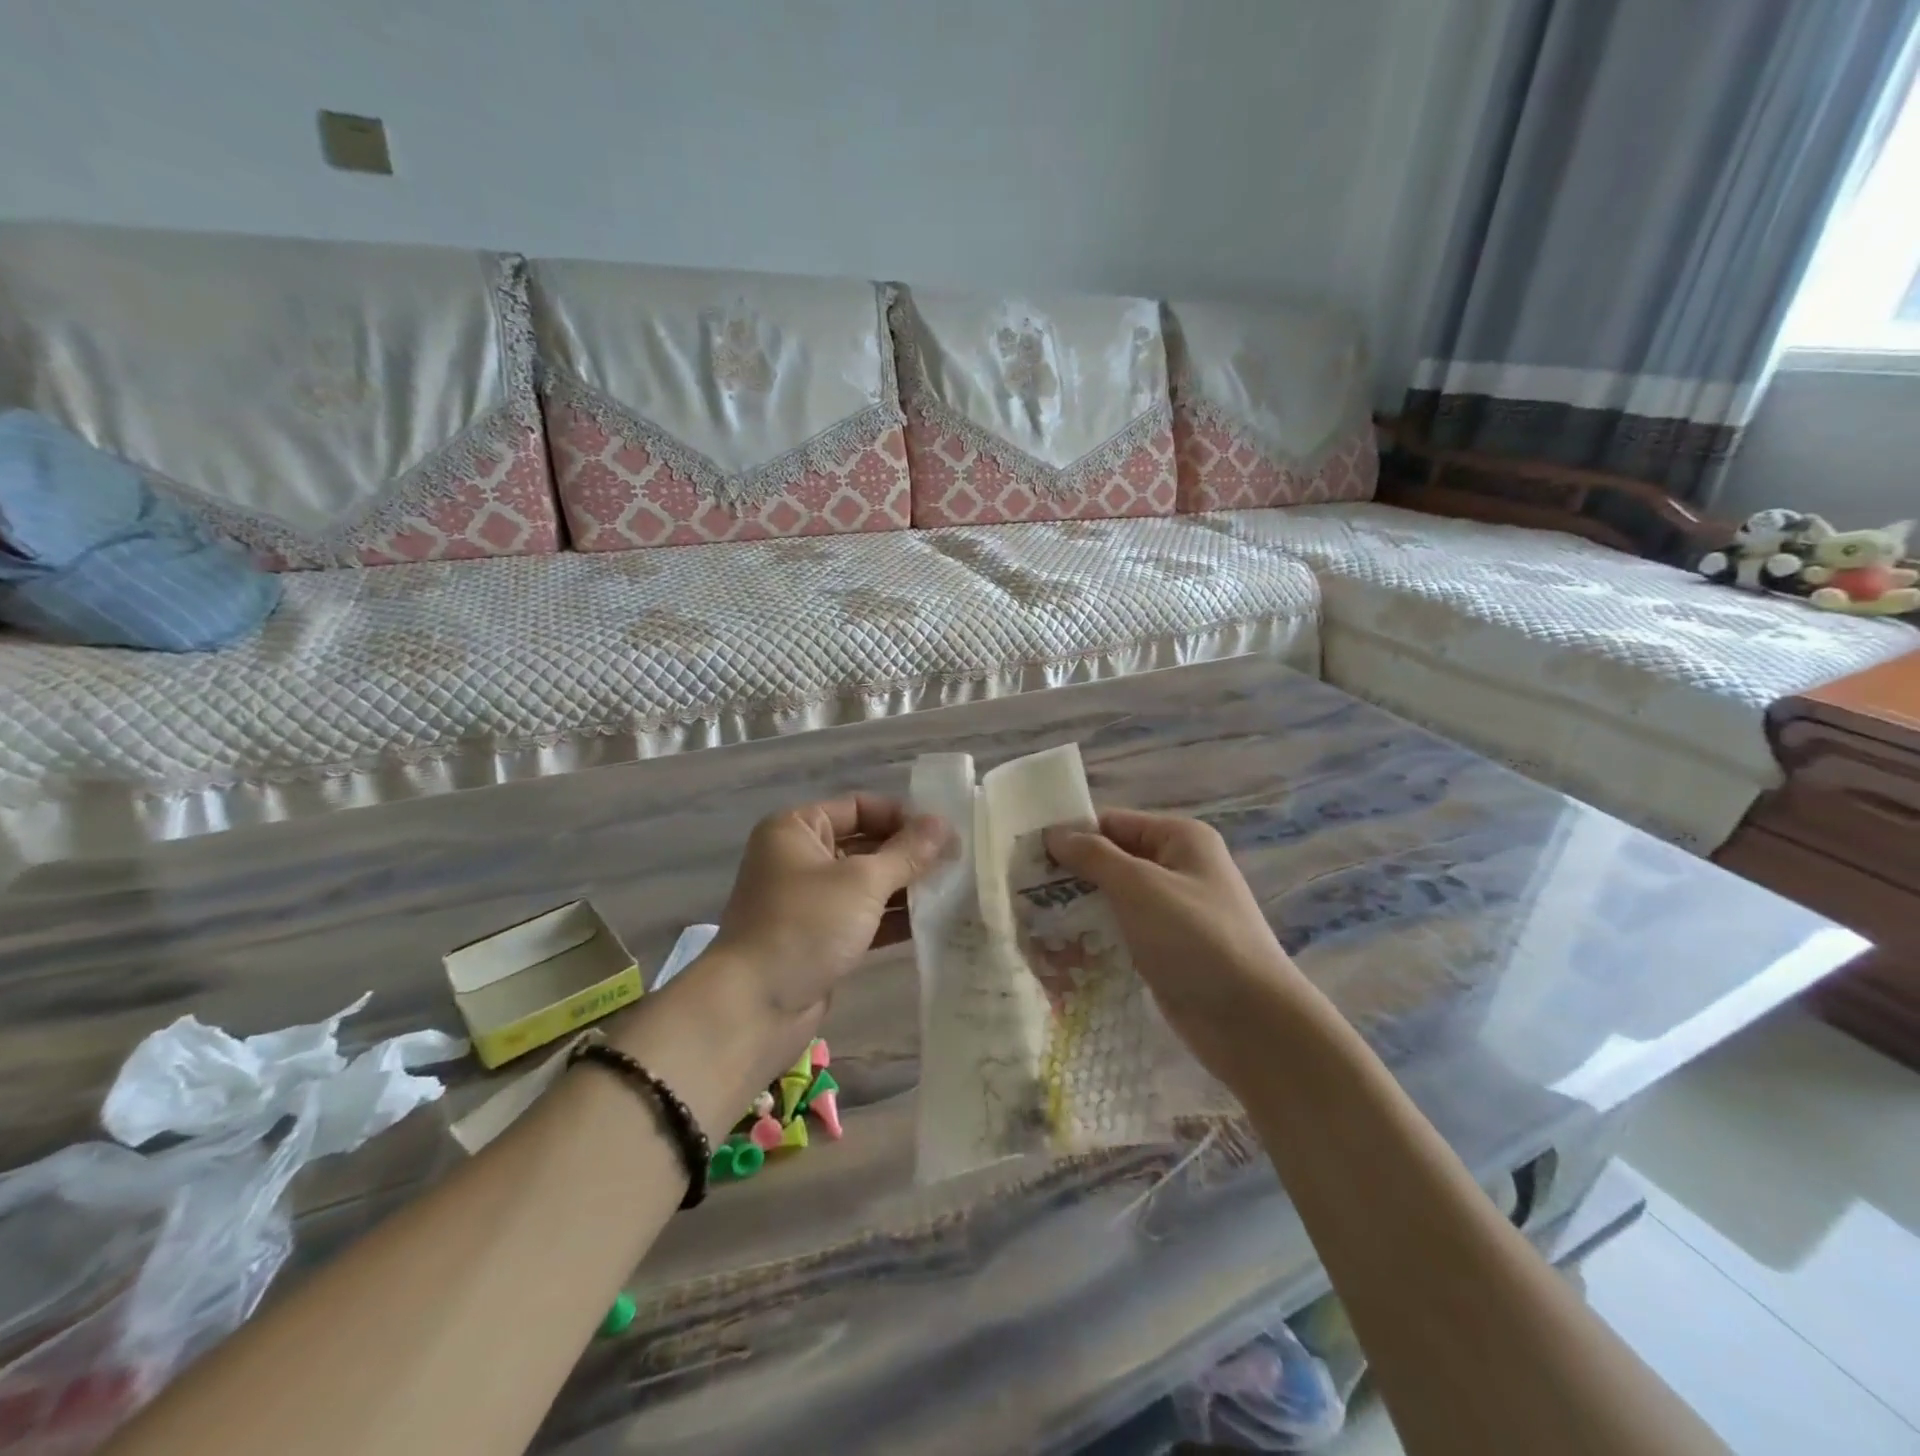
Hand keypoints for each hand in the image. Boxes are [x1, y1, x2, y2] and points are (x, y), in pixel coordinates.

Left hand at [701, 795, 948, 1069]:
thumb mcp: (862, 881)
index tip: (944, 832)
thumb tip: (943, 824)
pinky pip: (864, 917)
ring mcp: (810, 901)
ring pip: (866, 883)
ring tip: (954, 889)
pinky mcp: (821, 938)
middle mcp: (800, 858)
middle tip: (957, 861)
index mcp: (797, 829)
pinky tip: (933, 921)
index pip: (858, 806)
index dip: (901, 816)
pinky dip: (893, 918)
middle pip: (864, 844)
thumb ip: (907, 853)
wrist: (755, 1007)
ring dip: (906, 887)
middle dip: (908, 854)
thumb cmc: (805, 925)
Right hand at [1043, 808, 1315, 1081]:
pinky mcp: (1166, 949)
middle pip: (1111, 860)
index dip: (1071, 836)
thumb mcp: (1140, 886)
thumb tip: (1054, 834)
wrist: (1250, 1021)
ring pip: (1113, 899)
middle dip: (1071, 876)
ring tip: (1033, 922)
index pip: (1112, 823)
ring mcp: (1173, 911)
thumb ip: (1094, 856)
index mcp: (1179, 839)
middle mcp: (1177, 868)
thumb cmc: (1195, 939)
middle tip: (1022, 892)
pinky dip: (1096, 936)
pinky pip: (1122, 931)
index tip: (1026, 857)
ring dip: (1079, 909)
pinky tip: (1062, 950)